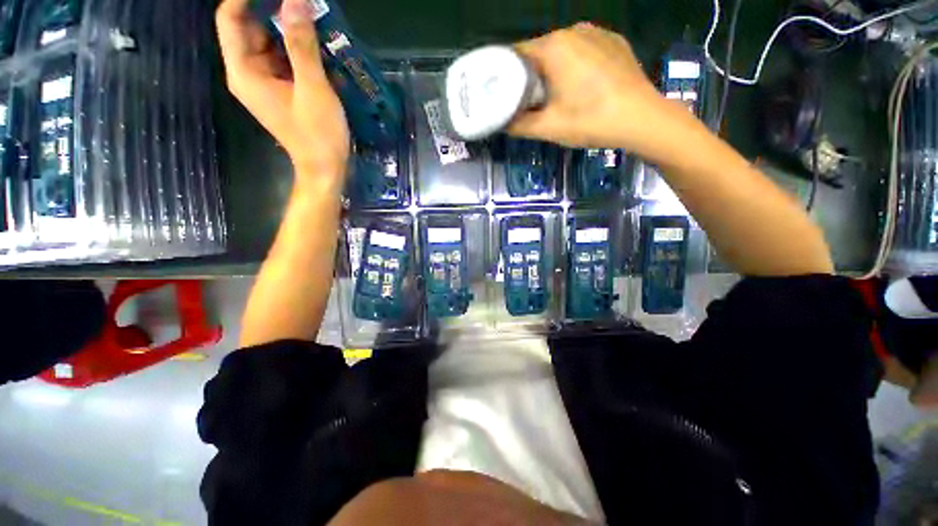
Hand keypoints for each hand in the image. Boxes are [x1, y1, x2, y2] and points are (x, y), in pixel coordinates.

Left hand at [216, 0, 349, 179]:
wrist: (326, 168)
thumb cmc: (318, 134)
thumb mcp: (313, 89)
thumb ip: (302, 45)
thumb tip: (295, 0)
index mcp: (245, 71)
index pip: (231, 18)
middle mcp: (248, 73)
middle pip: (251, 27)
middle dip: (274, 11)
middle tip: (304, 6)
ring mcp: (264, 82)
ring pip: (269, 42)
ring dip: (290, 31)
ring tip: (315, 24)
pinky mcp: (280, 90)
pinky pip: (283, 59)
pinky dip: (297, 51)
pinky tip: (319, 50)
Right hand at [509, 23, 686, 154]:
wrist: (642, 119)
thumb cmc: (590, 121)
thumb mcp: (548, 128)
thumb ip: (518, 125)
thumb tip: (501, 122)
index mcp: (554, 47)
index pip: (516, 54)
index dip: (506, 75)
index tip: (503, 95)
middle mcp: (573, 30)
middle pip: (539, 51)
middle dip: (529, 75)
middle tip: (529, 102)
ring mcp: (597, 33)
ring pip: (561, 50)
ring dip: (552, 70)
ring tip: (555, 96)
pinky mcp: (614, 41)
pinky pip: (583, 50)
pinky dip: (574, 65)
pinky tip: (581, 87)